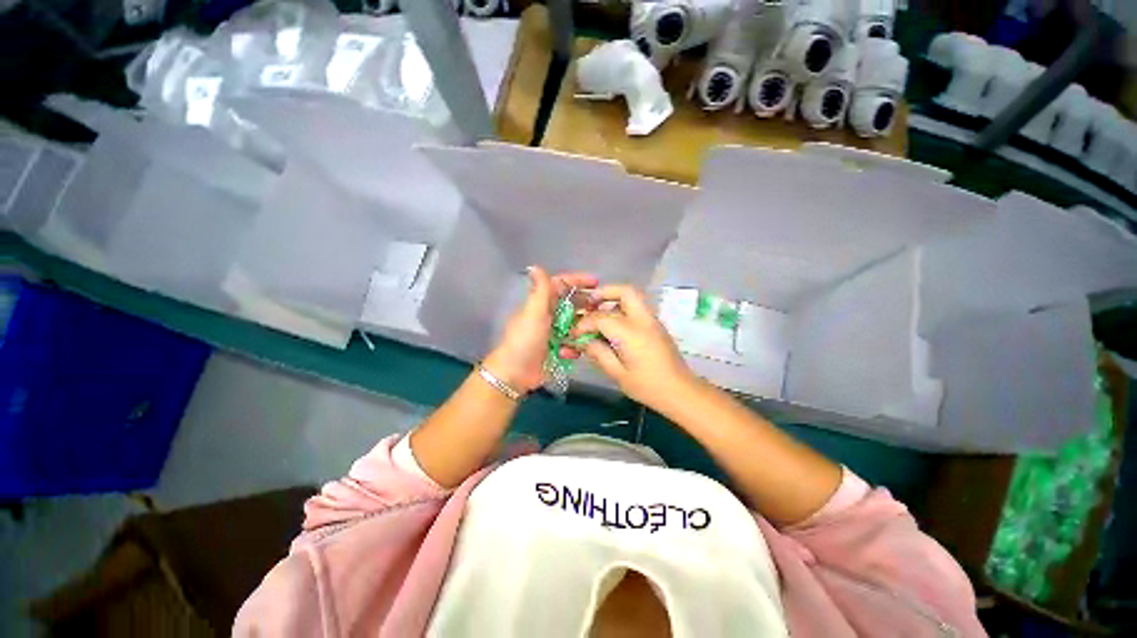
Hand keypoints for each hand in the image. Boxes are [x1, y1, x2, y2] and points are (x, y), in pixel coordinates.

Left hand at [483, 266, 597, 392]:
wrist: (514, 373)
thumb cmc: (525, 340)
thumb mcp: (533, 313)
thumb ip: (539, 291)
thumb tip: (534, 266)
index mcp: (541, 303)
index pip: (560, 285)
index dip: (577, 280)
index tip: (596, 282)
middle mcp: (547, 315)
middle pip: (571, 304)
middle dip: (586, 304)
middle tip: (603, 308)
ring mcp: (552, 333)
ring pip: (574, 324)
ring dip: (584, 326)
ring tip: (597, 329)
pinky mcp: (555, 349)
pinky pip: (571, 343)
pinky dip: (574, 346)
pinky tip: (576, 351)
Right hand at [571, 285, 697, 410]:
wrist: (680, 391)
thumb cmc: (647, 386)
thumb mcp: (618, 374)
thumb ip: (599, 354)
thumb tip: (585, 342)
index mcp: (631, 332)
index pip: (601, 318)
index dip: (584, 324)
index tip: (575, 334)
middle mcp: (643, 320)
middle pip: (625, 292)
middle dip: (604, 292)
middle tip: (589, 303)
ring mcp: (652, 321)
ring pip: (633, 297)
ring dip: (614, 299)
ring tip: (599, 312)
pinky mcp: (657, 326)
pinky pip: (637, 308)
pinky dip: (623, 309)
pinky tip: (613, 326)